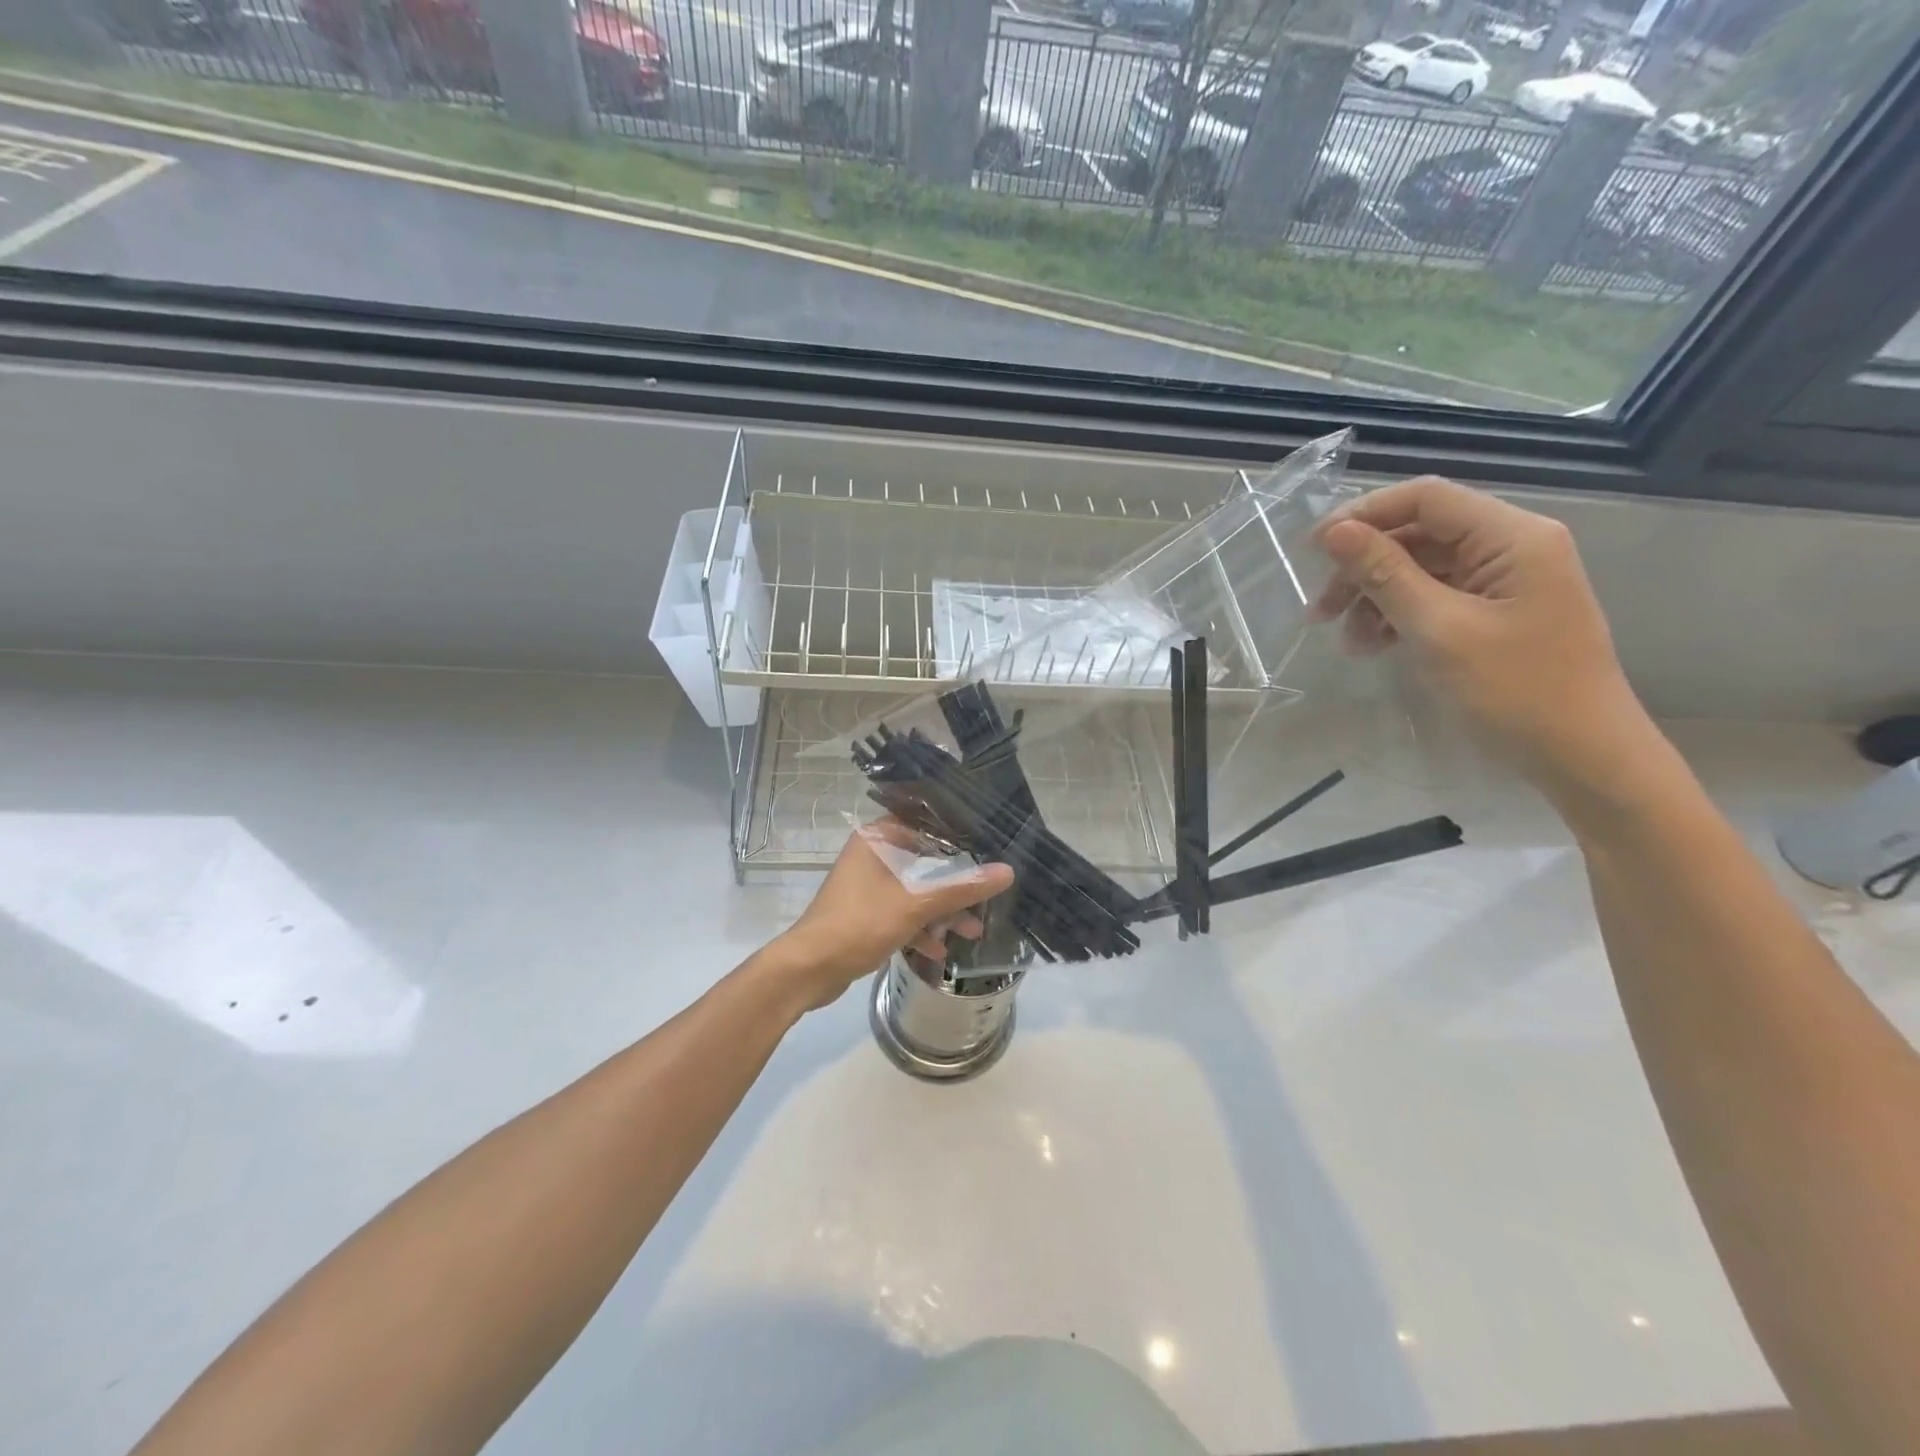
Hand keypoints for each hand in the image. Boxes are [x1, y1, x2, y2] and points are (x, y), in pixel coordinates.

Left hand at [770, 821, 1015, 1010]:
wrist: (809, 970)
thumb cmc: (860, 923)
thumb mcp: (916, 904)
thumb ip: (962, 888)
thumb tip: (1007, 872)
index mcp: (877, 838)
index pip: (925, 823)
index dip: (957, 835)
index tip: (990, 847)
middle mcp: (872, 855)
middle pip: (924, 861)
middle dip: (955, 884)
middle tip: (986, 897)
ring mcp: (867, 886)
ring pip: (914, 891)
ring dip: (941, 911)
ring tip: (972, 932)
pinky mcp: (865, 914)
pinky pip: (901, 912)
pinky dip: (920, 927)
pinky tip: (940, 951)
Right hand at [1311, 476, 1643, 790]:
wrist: (1581, 756)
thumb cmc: (1515, 690)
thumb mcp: (1439, 630)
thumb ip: (1385, 574)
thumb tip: (1336, 532)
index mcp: (1512, 537)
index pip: (1426, 498)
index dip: (1364, 515)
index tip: (1313, 550)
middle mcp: (1512, 547)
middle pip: (1420, 534)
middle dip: (1364, 567)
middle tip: (1320, 610)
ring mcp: (1505, 581)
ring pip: (1421, 568)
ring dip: (1375, 597)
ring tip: (1348, 641)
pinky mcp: (1496, 612)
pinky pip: (1435, 597)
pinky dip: (1398, 617)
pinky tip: (1373, 646)